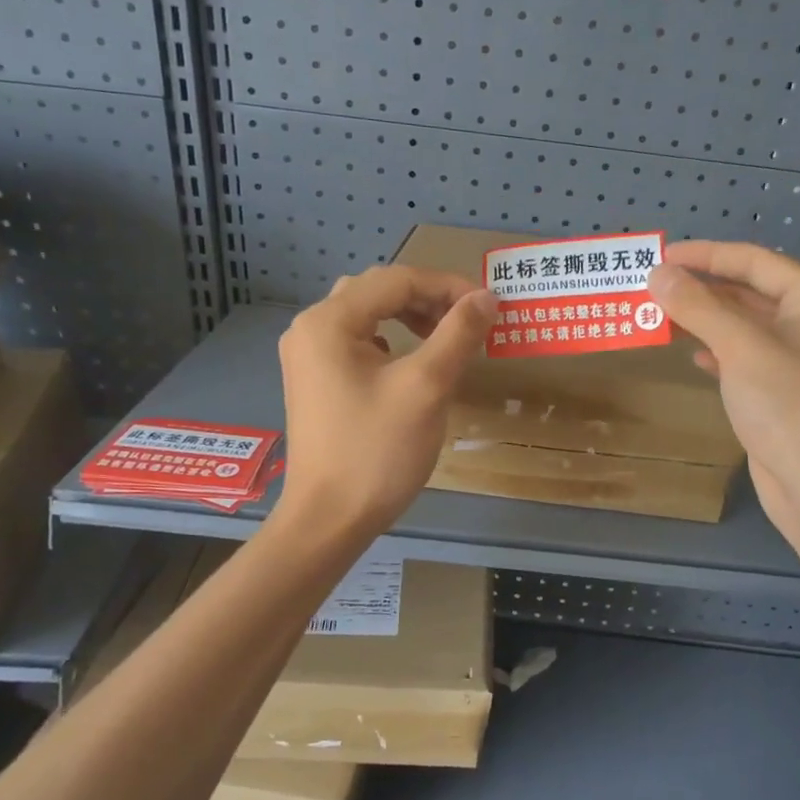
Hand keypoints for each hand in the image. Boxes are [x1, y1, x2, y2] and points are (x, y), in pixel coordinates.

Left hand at [276, 266, 495, 534]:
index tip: (489, 307)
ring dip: (411, 317)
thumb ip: (458, 334)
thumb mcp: (426, 387)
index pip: (397, 280)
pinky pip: (359, 343)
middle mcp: (311, 328)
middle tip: (470, 322)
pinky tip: (413, 362)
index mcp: (329, 321)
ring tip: (447, 338)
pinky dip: (393, 341)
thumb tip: (486, 297)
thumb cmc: (376, 451)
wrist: (329, 520)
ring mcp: (309, 356)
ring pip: (368, 316)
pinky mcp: (316, 381)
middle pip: (379, 291)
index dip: (448, 286)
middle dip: (429, 299)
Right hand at [648, 241, 799, 547]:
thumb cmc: (789, 407)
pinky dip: (719, 352)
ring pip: (746, 327)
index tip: (662, 255)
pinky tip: (692, 356)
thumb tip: (658, 273)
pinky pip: (747, 358)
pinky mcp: (786, 393)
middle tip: (654, 286)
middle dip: (703, 289)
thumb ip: (698, 306)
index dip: (706, 255)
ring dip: (705, 320)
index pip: (755, 261)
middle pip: (751, 292)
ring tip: (660, 315)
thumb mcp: (741, 348)